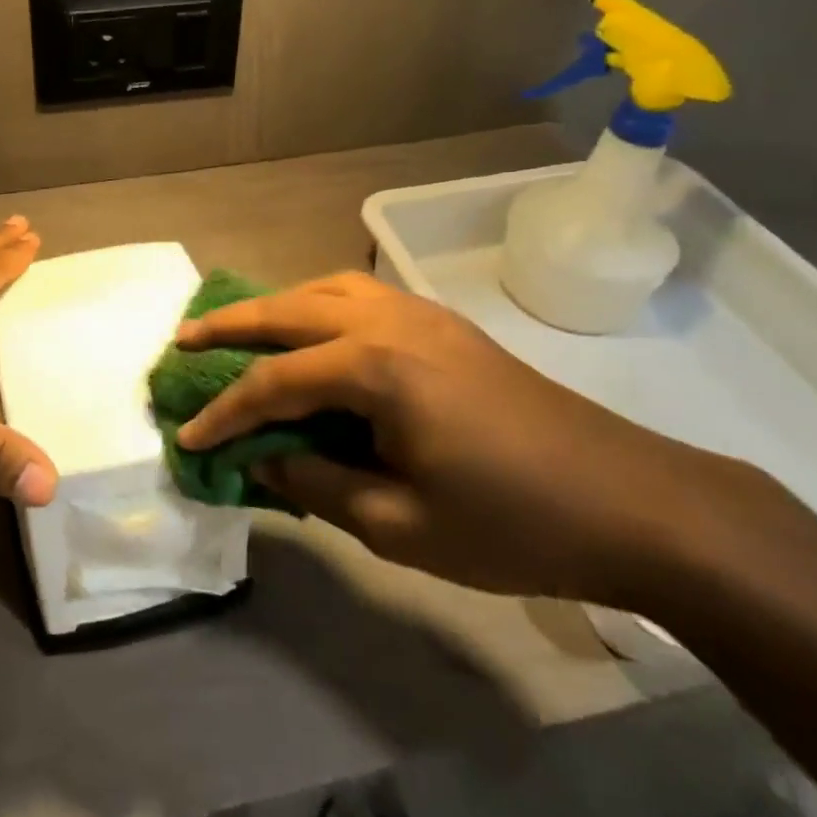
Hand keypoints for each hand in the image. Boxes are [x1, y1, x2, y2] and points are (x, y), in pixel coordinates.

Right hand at [174, 271, 760, 604]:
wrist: (633, 502)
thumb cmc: (514, 524)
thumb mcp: (401, 525)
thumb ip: (317, 484)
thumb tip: (263, 459)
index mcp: (376, 368)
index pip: (274, 382)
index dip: (225, 413)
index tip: (186, 438)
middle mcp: (389, 322)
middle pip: (289, 310)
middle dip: (230, 325)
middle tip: (183, 339)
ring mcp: (421, 315)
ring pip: (325, 290)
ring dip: (276, 306)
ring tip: (240, 327)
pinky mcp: (444, 324)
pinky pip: (361, 296)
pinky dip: (320, 304)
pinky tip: (315, 331)